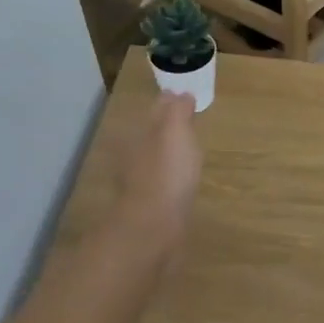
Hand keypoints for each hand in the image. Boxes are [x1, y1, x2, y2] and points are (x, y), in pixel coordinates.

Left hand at [113, 94, 201, 255]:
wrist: (154, 227)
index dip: (170, 104)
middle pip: (152, 136)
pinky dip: (171, 178)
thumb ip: (177, 111)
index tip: (185, 99)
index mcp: (139, 135)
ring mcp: (141, 183)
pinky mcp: (150, 207)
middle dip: (167, 129)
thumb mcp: (175, 132)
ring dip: (168, 154)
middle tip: (189, 123)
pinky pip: (162, 183)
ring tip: (188, 152)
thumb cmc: (167, 173)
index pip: (155, 112)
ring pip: (156, 160)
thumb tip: (180, 95)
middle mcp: (134, 156)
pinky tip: (182, 182)